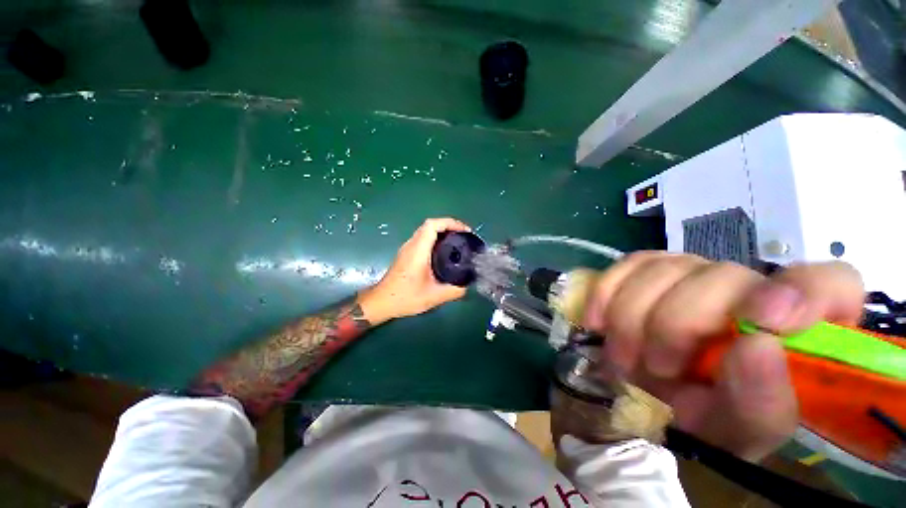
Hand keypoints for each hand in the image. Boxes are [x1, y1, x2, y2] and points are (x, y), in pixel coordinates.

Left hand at [358, 218, 471, 323]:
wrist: (381, 302)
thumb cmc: (405, 297)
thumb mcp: (434, 297)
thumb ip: (454, 291)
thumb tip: (467, 286)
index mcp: (418, 250)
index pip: (432, 225)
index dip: (450, 223)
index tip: (465, 231)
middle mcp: (411, 245)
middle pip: (430, 225)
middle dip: (449, 226)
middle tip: (464, 237)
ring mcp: (407, 248)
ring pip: (426, 231)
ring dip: (442, 232)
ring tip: (457, 242)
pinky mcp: (406, 254)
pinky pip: (422, 239)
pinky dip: (436, 239)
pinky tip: (444, 251)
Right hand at [581, 253, 863, 460]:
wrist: (653, 396)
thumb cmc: (708, 420)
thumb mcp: (739, 431)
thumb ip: (761, 403)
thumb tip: (757, 349)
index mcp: (796, 332)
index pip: (829, 284)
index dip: (802, 291)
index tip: (760, 320)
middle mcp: (748, 289)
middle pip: (720, 275)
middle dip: (675, 323)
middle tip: (655, 366)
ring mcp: (694, 273)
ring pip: (663, 267)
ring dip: (632, 316)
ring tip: (623, 357)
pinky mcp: (649, 270)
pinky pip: (627, 265)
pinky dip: (606, 292)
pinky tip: (598, 322)